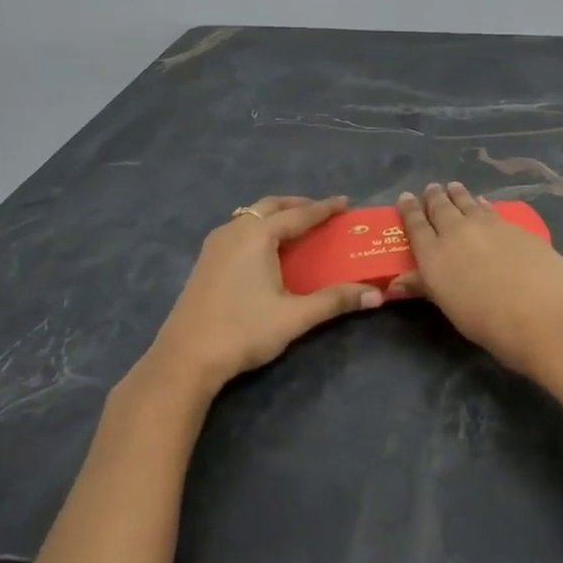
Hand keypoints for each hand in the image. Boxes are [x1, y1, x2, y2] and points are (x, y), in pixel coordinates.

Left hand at [145, 195, 380, 396]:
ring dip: (275, 216)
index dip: (324, 208)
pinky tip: (266, 251)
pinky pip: (238, 231)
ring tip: (297, 228)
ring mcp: (214, 245)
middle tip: (322, 213)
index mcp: (257, 235)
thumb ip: (335, 301)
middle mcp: (234, 231)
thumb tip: (377, 295)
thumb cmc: (243, 331)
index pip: (299, 214)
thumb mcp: (295, 316)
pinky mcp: (205, 262)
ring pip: (250, 216)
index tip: (346, 203)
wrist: (184, 359)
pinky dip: (259, 229)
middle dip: (298, 205)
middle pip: (270, 206)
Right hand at [388, 183, 562, 400]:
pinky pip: (491, 210)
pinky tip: (484, 204)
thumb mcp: (452, 309)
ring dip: (458, 195)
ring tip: (453, 187)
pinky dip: (483, 205)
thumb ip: (427, 287)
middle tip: (432, 189)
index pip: (416, 225)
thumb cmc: (491, 325)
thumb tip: (397, 282)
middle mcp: (457, 232)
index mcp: (434, 255)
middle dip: (434, 197)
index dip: (409, 210)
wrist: (547, 316)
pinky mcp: (516, 226)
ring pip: (467, 203)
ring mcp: (489, 225)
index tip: (405, 197)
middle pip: (441, 208)